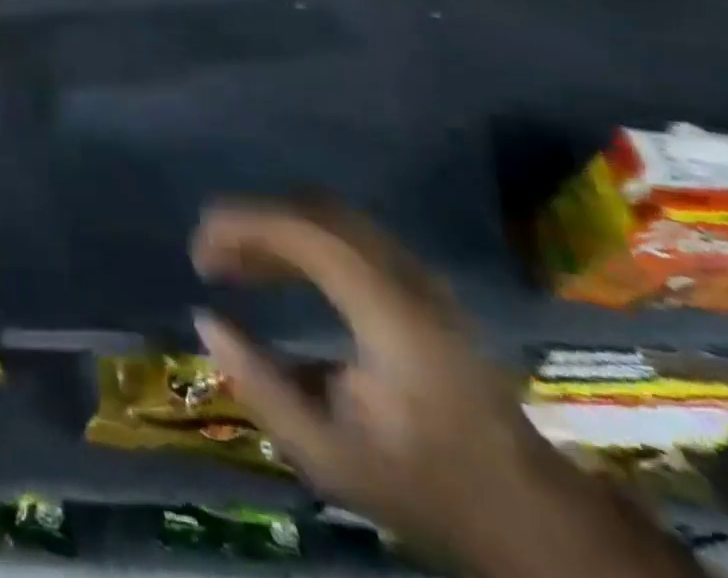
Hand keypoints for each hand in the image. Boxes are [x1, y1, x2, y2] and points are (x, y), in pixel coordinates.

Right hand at [191, 203, 619, 572]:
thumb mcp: (329, 455)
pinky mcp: (419, 284)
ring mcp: (418, 275)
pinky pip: (347, 235)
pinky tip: (278, 273)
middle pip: (316, 211)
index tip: (200, 252)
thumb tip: (205, 321)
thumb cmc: (424, 485)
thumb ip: (260, 384)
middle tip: (211, 256)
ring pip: (331, 218)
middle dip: (254, 222)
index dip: (243, 227)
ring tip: (235, 264)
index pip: (304, 233)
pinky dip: (301, 240)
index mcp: (389, 311)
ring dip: (275, 229)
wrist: (527, 515)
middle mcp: (405, 276)